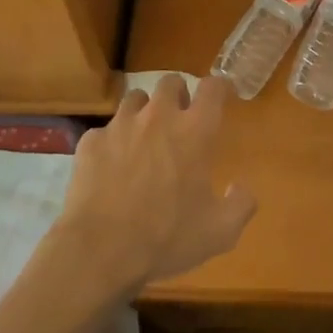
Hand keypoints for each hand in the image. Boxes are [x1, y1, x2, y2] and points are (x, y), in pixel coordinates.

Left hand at [55, 73, 255, 296]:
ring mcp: (121, 125)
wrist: (100, 251)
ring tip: (144, 137)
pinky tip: (111, 166)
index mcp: (194, 131)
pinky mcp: (91, 142)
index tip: (221, 96)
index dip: (219, 87)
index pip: (212, 88)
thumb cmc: (167, 238)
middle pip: (171, 82)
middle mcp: (158, 117)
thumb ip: (241, 205)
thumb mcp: (220, 232)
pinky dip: (112, 142)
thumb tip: (241, 188)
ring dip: (144, 111)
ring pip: (135, 99)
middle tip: (180, 118)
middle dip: (178, 94)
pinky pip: (105, 131)